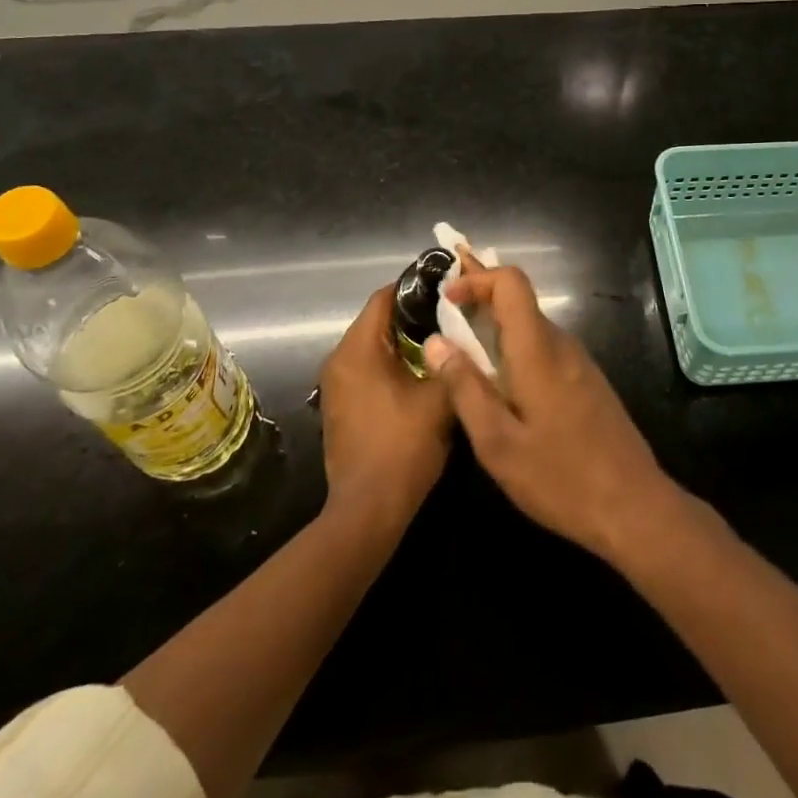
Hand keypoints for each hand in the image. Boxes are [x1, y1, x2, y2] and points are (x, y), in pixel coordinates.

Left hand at [318, 287, 452, 531]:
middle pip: (377, 321)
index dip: (415, 287)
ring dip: (403, 342)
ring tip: (441, 343)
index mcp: (358, 350)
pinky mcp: (339, 407)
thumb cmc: (403, 447)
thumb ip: (451, 360)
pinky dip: (391, 364)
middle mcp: (338, 360)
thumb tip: (461, 335)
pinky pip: (367, 369)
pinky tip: (421, 375)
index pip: (383, 297)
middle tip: (451, 315)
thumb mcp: (439, 398)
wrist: (368, 510)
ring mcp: (335, 386)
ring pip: (372, 346)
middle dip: (413, 315)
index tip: (447, 288)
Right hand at [426, 263, 681, 560]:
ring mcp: (578, 362)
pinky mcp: (586, 381)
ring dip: (495, 329)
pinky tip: (500, 385)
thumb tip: (435, 342)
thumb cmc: (560, 477)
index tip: (446, 299)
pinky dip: (515, 350)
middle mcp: (561, 344)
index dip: (476, 279)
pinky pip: (544, 349)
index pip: (511, 282)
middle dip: (479, 301)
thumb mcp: (498, 442)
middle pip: (519, 301)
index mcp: (538, 350)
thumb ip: (465, 388)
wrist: (634, 506)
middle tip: (442, 318)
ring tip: (462, 353)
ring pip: (531, 326)